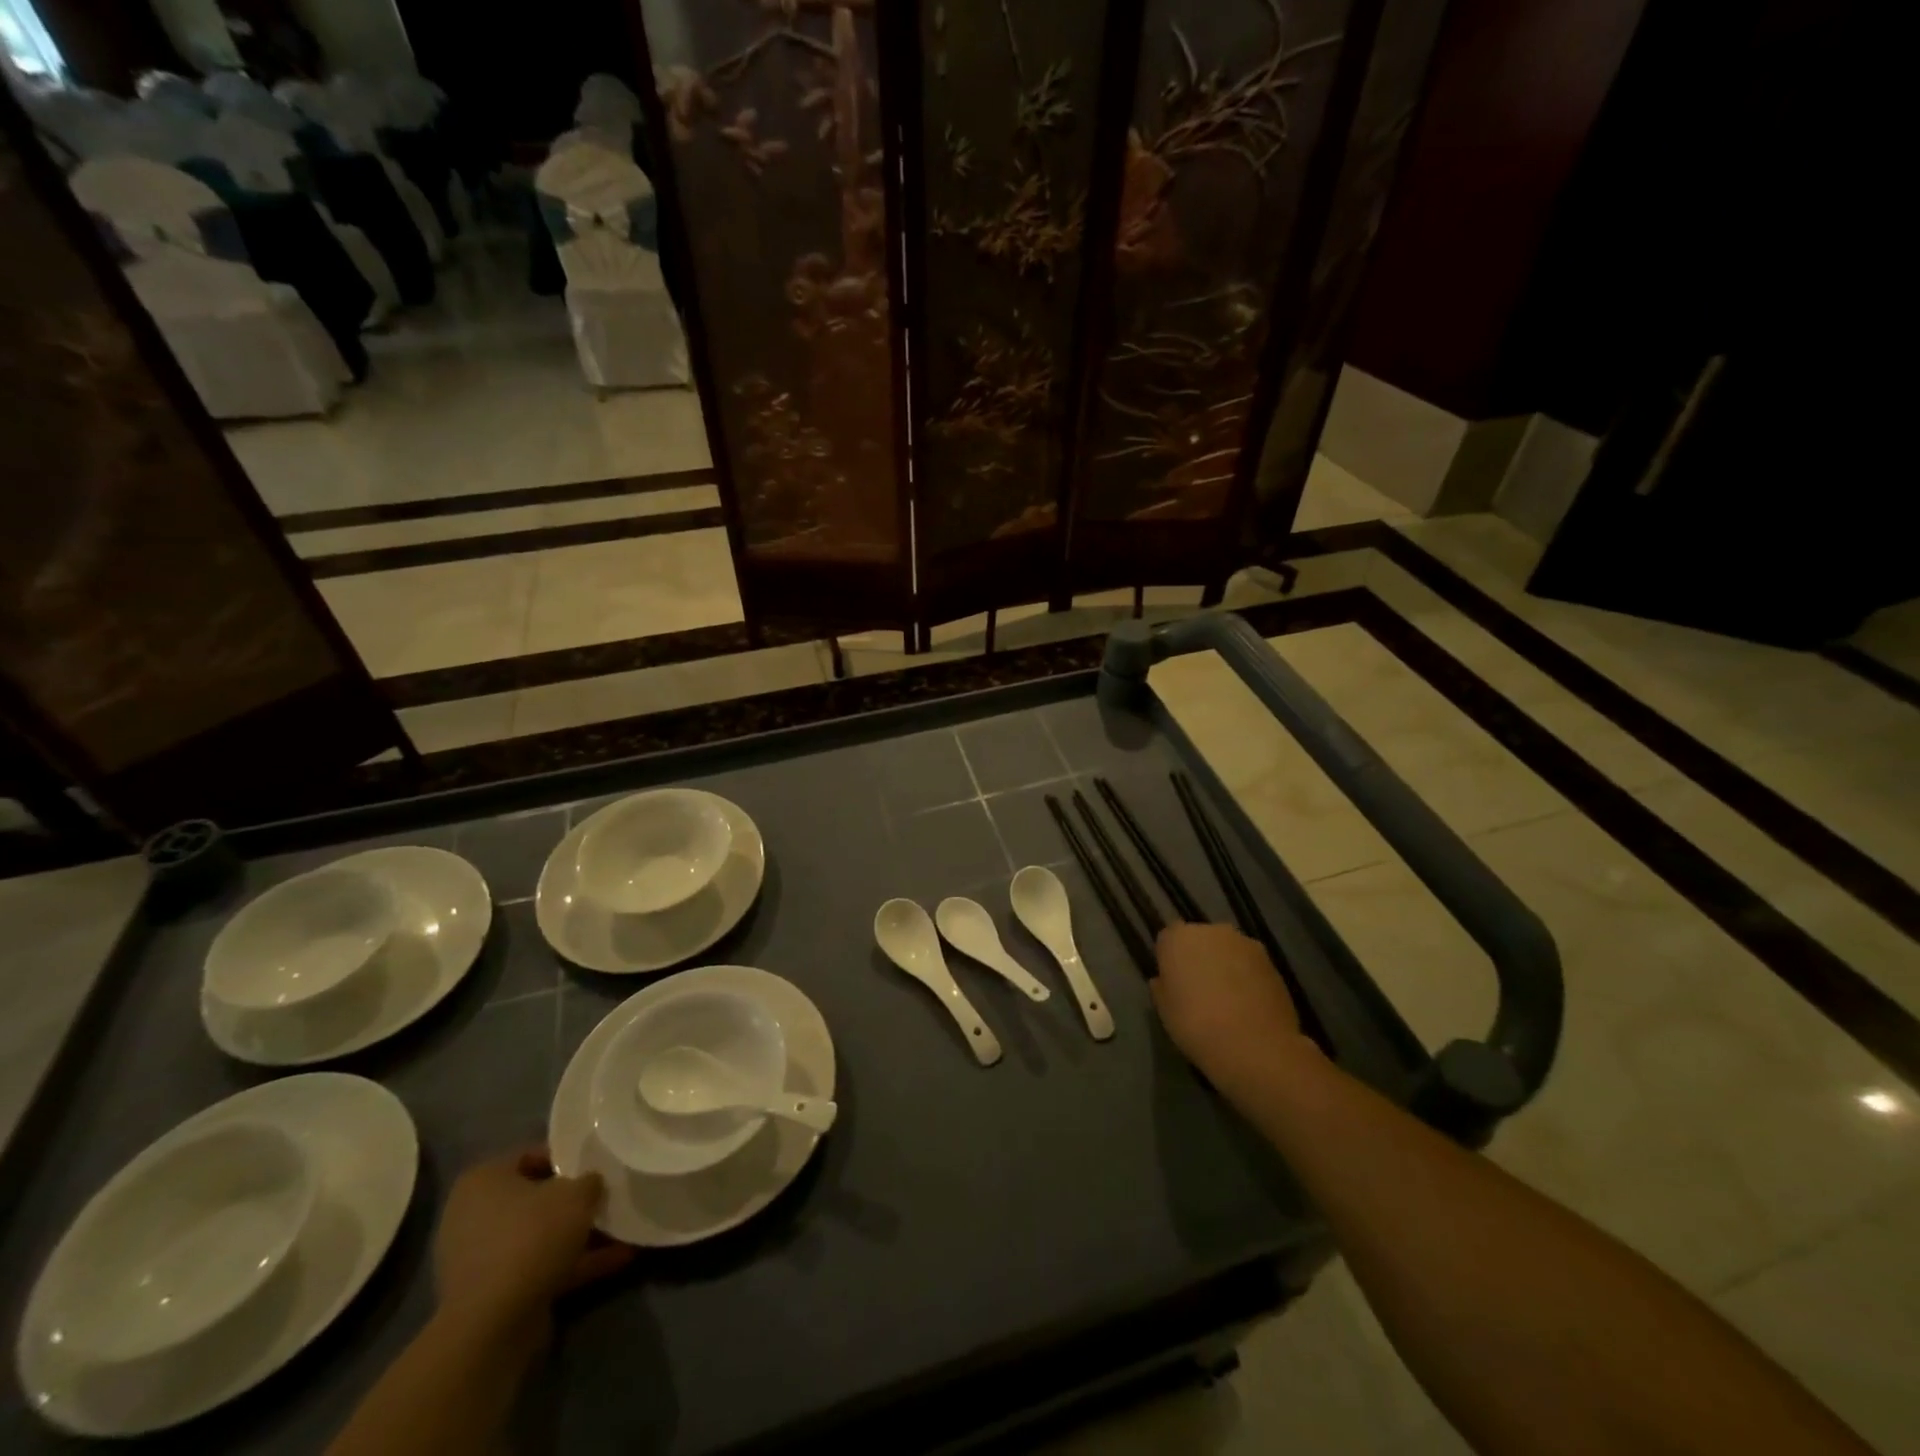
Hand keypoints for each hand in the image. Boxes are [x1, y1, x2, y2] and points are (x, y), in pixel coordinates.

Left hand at [433, 1147, 632, 1333]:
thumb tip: (592, 1183)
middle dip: (574, 1201)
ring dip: (579, 1235)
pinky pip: (540, 1267)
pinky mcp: (493, 1294)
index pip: (531, 1156)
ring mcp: (481, 1259)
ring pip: (540, 1236)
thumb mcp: (577, 1194)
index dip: (568, 1157)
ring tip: (624, 1229)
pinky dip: (575, 1264)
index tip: (597, 1164)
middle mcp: (474, 1216)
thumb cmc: (532, 1237)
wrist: (493, 1325)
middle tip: (609, 1196)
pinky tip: (619, 1259)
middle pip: (535, 1199)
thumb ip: (589, 1181)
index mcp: (483, 1181)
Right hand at [1152, 923, 1305, 1096]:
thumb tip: (1165, 980)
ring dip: (1225, 966)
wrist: (1255, 1046)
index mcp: (1179, 938)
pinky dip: (1248, 978)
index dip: (1170, 959)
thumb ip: (1162, 986)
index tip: (1173, 982)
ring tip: (1228, 1000)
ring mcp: (1245, 944)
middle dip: (1199, 958)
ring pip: (1228, 950)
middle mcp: (1212, 931)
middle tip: (1200, 990)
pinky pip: (1250, 965)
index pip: (1168, 938)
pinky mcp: (1272, 961)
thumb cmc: (1196, 1025)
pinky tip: (1248, 1005)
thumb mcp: (1164, 1010)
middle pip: (1200, 939)